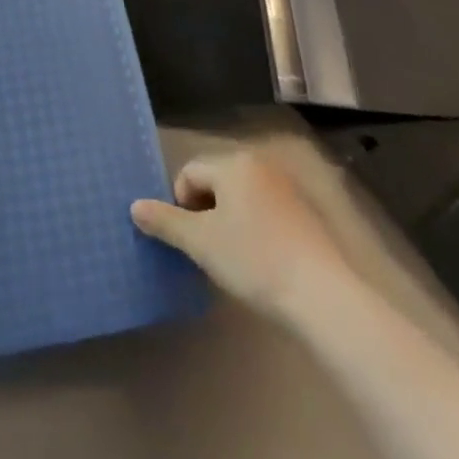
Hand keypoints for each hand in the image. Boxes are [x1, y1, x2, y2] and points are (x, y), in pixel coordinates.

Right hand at [131, 149, 353, 323]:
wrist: (323, 295)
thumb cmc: (254, 260)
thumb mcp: (201, 243)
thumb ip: (165, 221)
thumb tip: (135, 206)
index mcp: (233, 162)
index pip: (190, 172)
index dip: (179, 204)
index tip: (187, 240)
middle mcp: (259, 164)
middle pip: (215, 181)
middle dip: (204, 212)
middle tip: (206, 250)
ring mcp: (286, 186)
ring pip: (240, 197)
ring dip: (228, 221)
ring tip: (231, 259)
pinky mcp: (305, 212)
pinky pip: (265, 210)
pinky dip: (254, 229)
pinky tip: (260, 262)